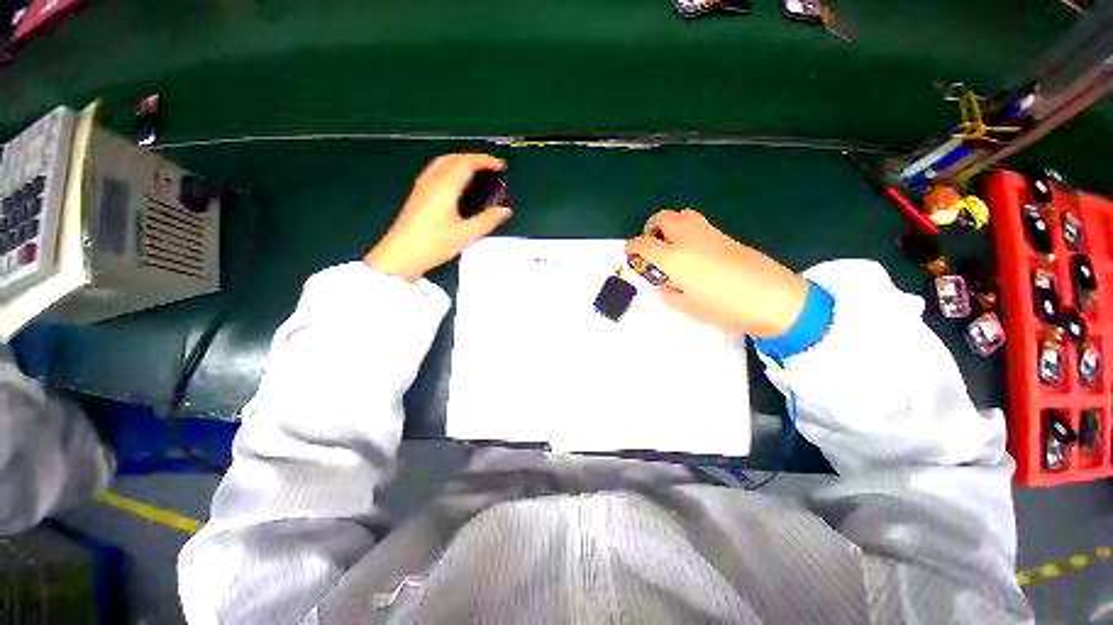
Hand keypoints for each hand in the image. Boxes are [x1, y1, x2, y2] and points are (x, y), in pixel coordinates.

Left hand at [365, 154, 511, 280]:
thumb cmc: (434, 244)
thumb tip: (505, 210)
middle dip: (474, 158)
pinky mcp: (417, 194)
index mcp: (446, 186)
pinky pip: (436, 170)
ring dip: (461, 161)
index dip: (486, 161)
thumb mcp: (466, 235)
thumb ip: (487, 220)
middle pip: (454, 157)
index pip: (467, 163)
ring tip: (476, 172)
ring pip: (443, 162)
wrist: (401, 255)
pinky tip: (456, 183)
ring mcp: (422, 186)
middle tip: (491, 168)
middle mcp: (432, 180)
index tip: (501, 166)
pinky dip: (451, 168)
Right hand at [625, 209, 808, 336]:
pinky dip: (687, 231)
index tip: (629, 251)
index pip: (644, 244)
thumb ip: (668, 293)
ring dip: (670, 225)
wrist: (774, 299)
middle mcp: (689, 239)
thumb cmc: (725, 308)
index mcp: (675, 257)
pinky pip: (699, 224)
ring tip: (671, 244)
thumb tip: (665, 284)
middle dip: (651, 227)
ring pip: (683, 215)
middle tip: (651, 244)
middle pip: (664, 218)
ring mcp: (709, 234)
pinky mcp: (726, 236)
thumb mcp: (687, 308)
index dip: (632, 247)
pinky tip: (693, 252)